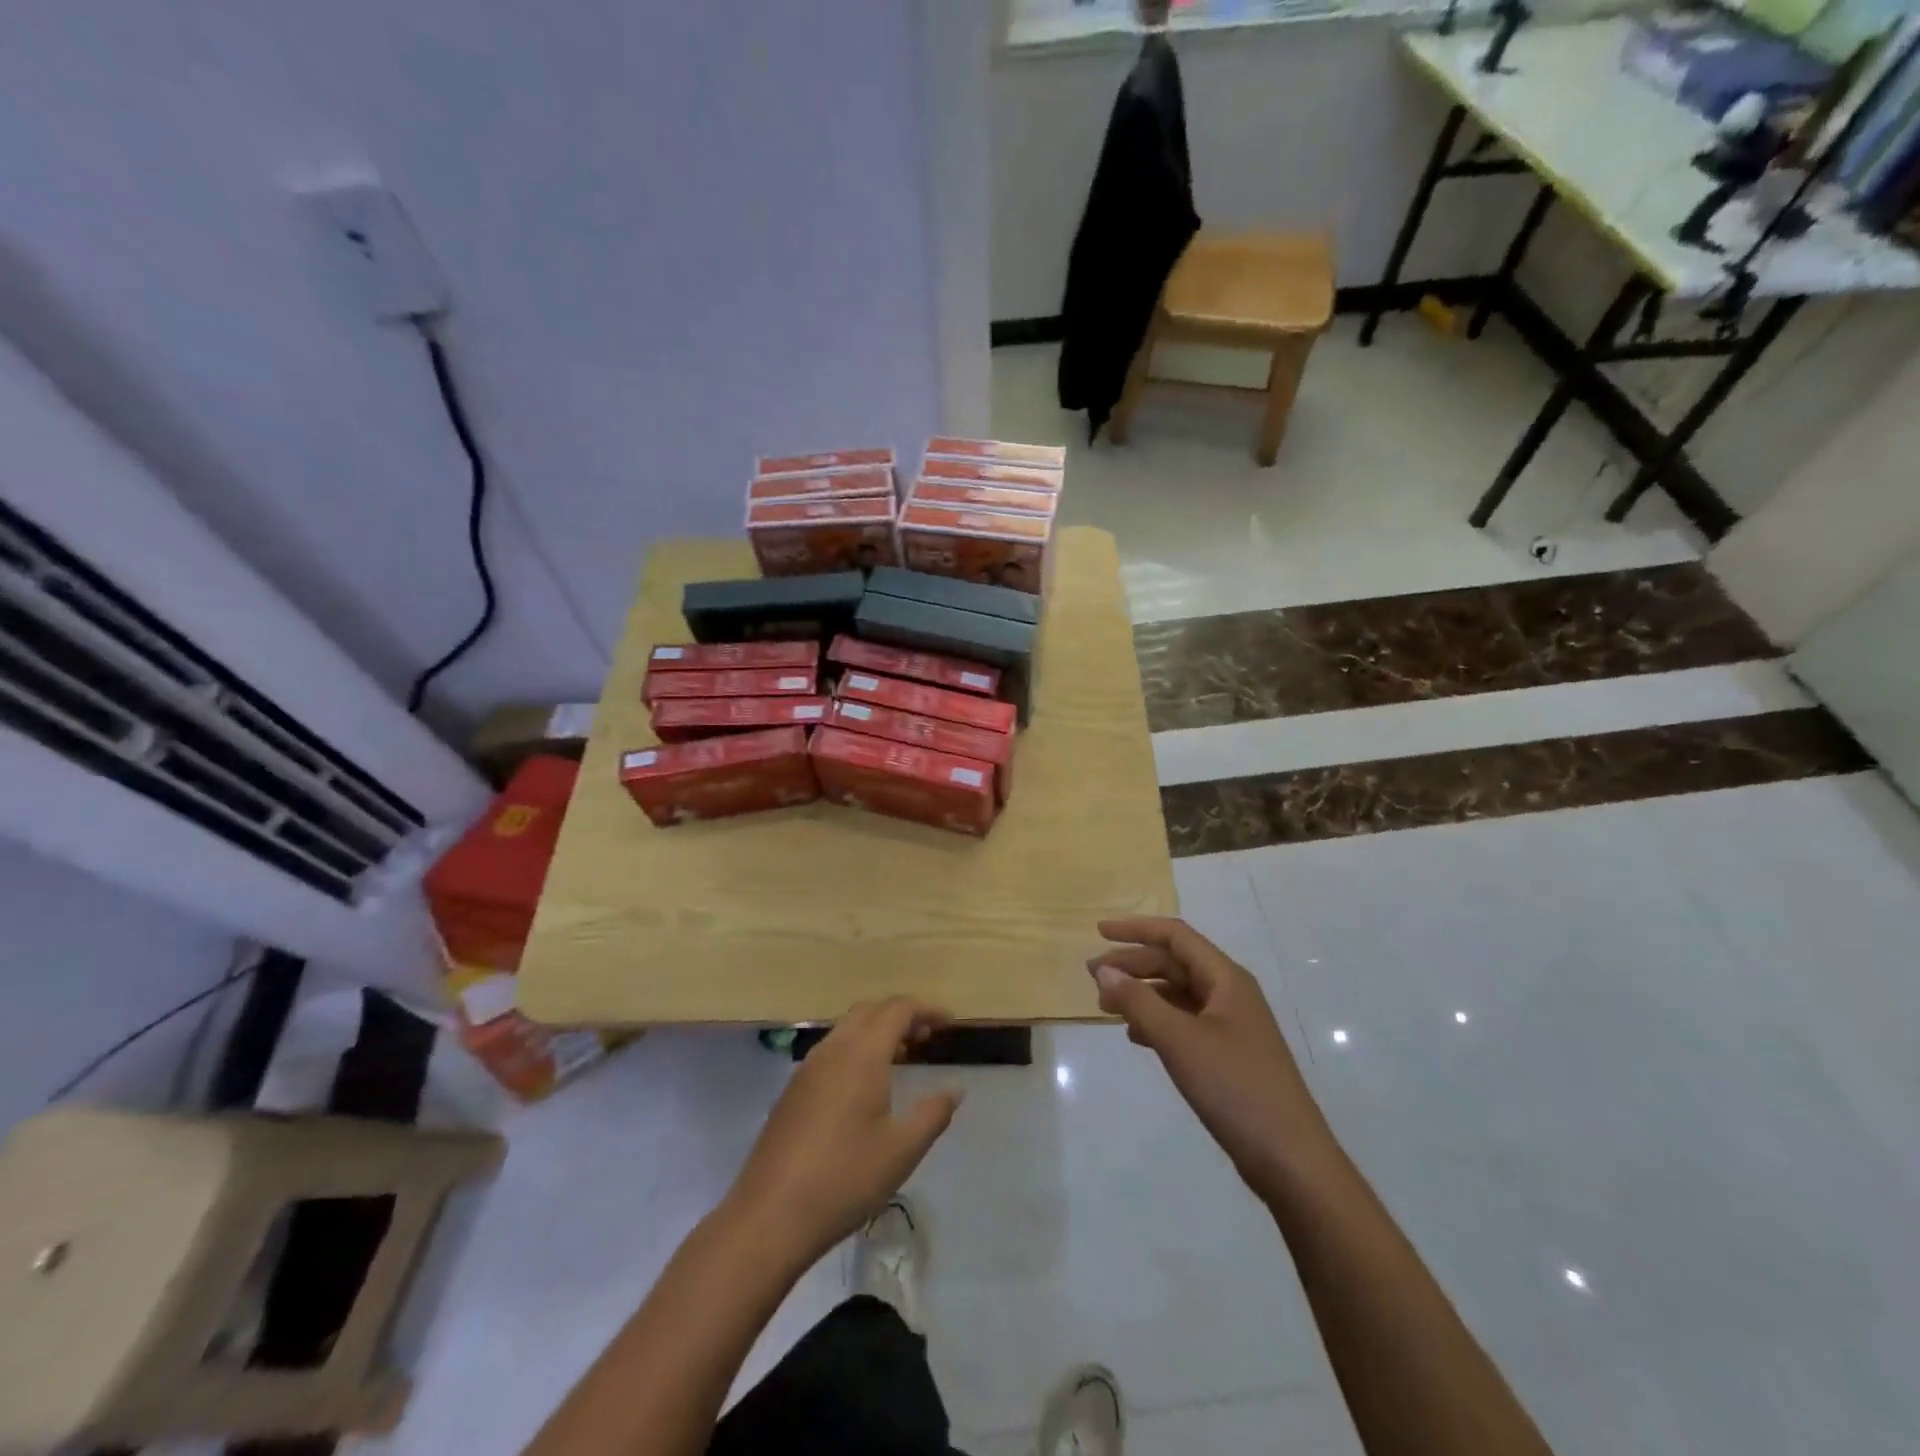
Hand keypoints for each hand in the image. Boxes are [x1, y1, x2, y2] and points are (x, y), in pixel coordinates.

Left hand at [726, 998, 963, 1266]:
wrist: (769, 1216)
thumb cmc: (844, 1178)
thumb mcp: (902, 1150)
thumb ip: (933, 1114)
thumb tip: (955, 1090)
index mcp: (862, 1053)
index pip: (898, 1009)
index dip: (927, 1010)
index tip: (950, 1024)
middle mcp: (833, 1049)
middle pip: (871, 1011)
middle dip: (901, 1016)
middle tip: (927, 1039)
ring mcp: (807, 1068)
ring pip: (847, 1029)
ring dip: (877, 1032)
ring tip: (901, 1058)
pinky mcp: (792, 1090)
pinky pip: (831, 1050)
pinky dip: (856, 1049)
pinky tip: (864, 1087)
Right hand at [1089, 917, 1332, 1196]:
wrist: (1290, 1160)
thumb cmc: (1235, 1088)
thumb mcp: (1179, 1040)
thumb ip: (1138, 1002)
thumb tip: (1105, 971)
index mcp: (1226, 979)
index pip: (1175, 936)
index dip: (1135, 929)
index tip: (1098, 932)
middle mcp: (1230, 993)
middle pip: (1174, 963)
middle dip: (1133, 965)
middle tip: (1093, 978)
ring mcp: (1232, 1026)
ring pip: (1178, 994)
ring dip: (1142, 994)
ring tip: (1106, 1008)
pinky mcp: (1229, 1055)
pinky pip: (1185, 1022)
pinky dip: (1157, 1021)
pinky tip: (1136, 1037)